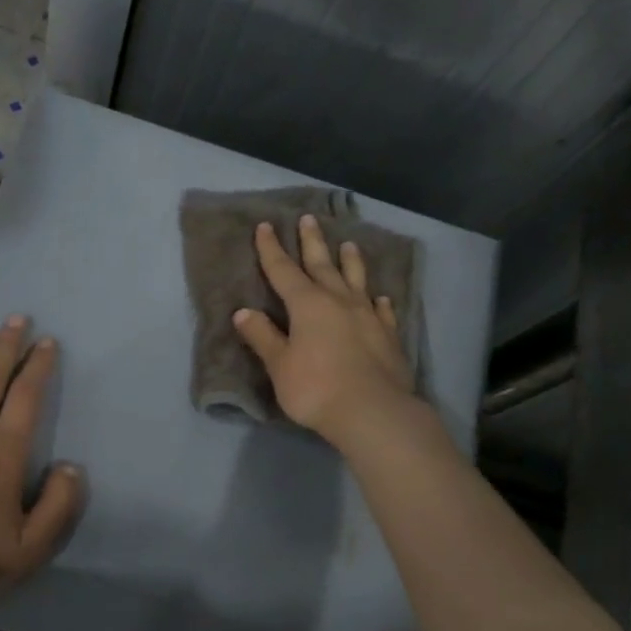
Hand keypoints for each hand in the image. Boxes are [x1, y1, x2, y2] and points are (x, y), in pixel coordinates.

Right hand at [232, 214, 415, 442]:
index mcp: (307, 305)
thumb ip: (263, 337)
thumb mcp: (279, 365)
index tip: (266, 226)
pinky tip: (379, 299)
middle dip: (312, 243)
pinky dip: (378, 302)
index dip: (272, 249)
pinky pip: (381, 311)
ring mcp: (367, 317)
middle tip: (309, 219)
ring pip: (357, 281)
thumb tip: (243, 312)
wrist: (372, 411)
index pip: (283, 270)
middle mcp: (338, 302)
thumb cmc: (316, 388)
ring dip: (351, 262)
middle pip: (322, 265)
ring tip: (349, 245)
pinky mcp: (387, 336)